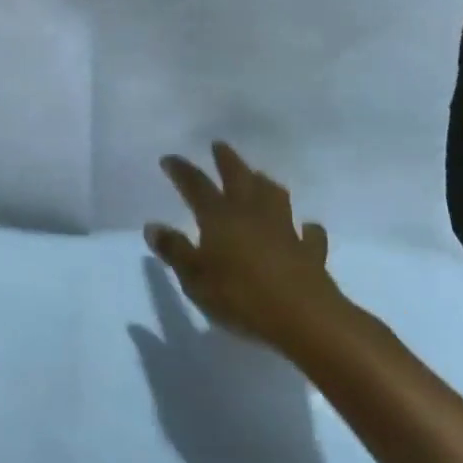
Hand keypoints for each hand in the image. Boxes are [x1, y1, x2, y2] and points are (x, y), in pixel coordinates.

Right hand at [145, 142, 341, 350]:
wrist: (303, 316)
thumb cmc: (240, 297)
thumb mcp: (195, 279)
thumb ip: (175, 251)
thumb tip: (152, 226)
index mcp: (219, 216)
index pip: (196, 185)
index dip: (181, 171)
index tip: (170, 158)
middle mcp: (251, 213)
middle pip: (238, 177)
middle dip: (226, 160)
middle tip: (219, 146)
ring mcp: (284, 229)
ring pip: (274, 196)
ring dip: (265, 184)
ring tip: (260, 177)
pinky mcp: (309, 251)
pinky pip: (309, 234)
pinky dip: (307, 229)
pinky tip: (307, 228)